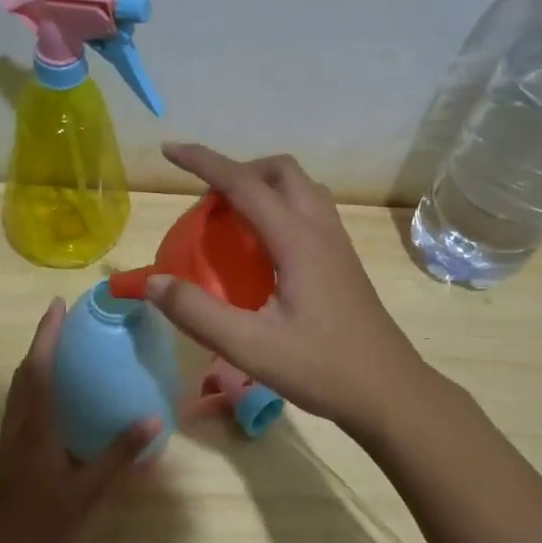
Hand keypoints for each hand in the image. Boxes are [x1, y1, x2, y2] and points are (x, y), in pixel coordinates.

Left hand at [0, 298, 160, 542]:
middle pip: (22, 378)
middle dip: (40, 347)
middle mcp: (14, 433)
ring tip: (62, 358)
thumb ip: (118, 456)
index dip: (46, 336)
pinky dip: (36, 398)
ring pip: (18, 398)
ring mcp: (6, 450)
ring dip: (35, 371)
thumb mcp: (86, 495)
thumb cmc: (43, 534)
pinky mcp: (6, 466)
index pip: (37, 371)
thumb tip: (153, 420)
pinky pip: (20, 417)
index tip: (57, 305)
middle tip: (64, 327)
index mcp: (32, 432)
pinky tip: (57, 410)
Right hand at [146, 143, 427, 435]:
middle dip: (238, 169)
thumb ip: (198, 313)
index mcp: (297, 240)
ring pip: (301, 188)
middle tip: (207, 199)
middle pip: (280, 172)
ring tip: (232, 217)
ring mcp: (338, 245)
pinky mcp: (343, 263)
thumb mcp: (250, 347)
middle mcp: (321, 230)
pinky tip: (263, 248)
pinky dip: (279, 208)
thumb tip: (153, 282)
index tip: (169, 150)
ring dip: (263, 186)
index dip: (203, 161)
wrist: (388, 392)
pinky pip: (310, 211)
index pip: (243, 184)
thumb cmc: (321, 368)